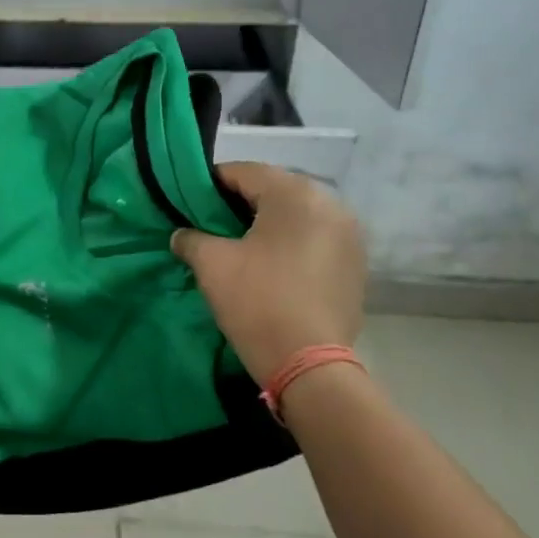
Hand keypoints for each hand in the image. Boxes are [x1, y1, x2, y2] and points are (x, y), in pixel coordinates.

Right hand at [171, 162, 366, 383]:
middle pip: (274, 190)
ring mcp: (349, 234)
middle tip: (213, 225)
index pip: (245, 172)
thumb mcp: (212, 265)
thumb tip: (181, 234)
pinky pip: (316, 238)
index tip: (190, 202)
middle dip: (242, 203)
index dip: (212, 184)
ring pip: (298, 214)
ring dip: (269, 223)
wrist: (310, 365)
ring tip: (242, 246)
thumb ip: (191, 238)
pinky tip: (273, 266)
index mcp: (295, 194)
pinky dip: (292, 242)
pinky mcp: (356, 263)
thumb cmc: (257, 302)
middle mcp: (330, 203)